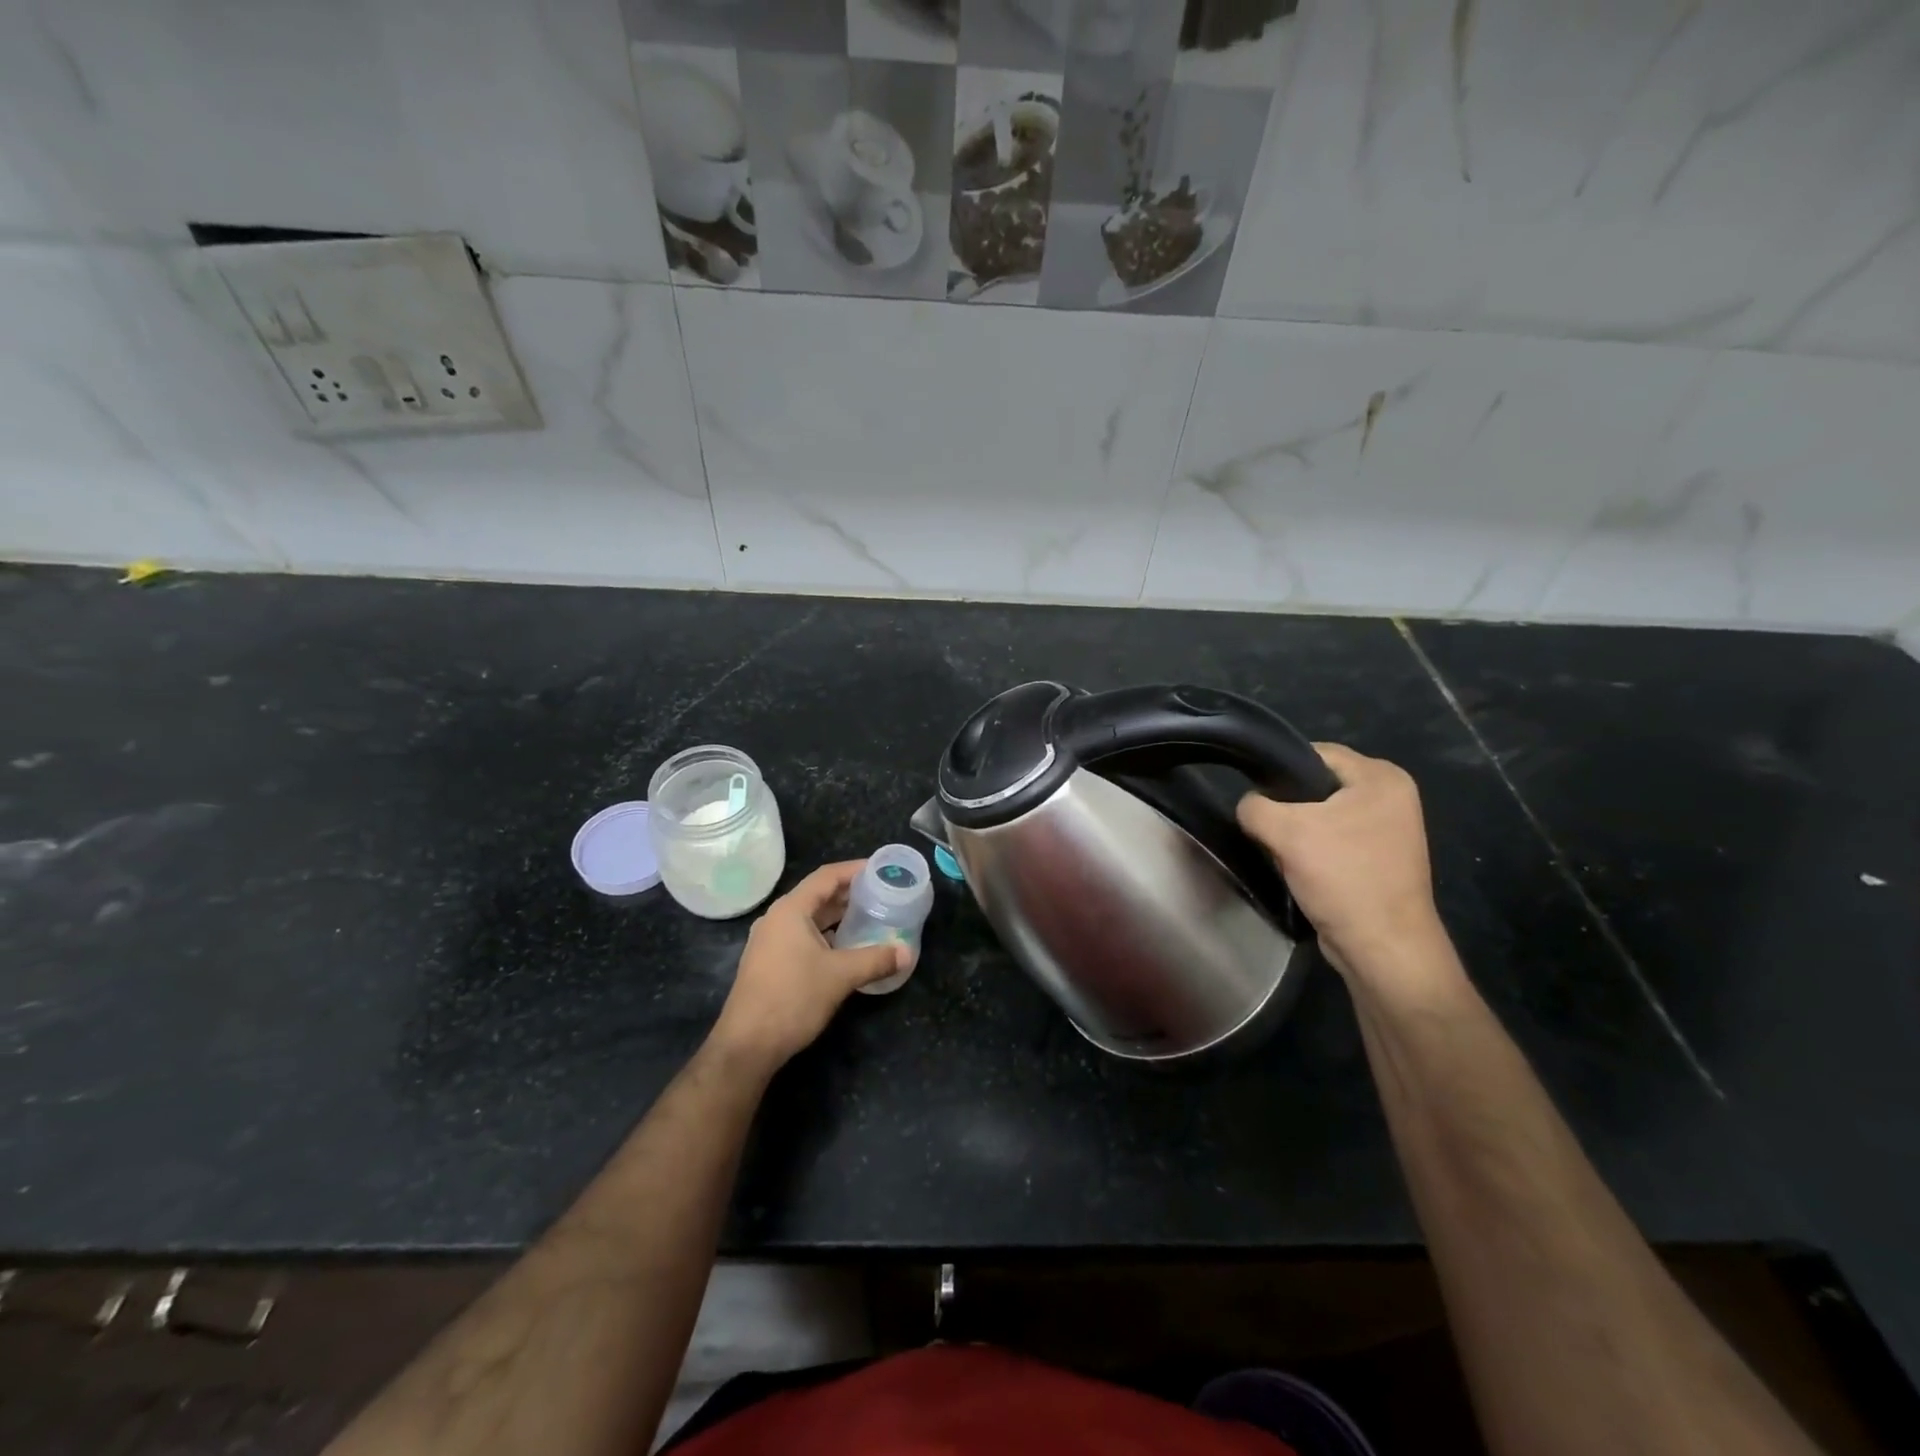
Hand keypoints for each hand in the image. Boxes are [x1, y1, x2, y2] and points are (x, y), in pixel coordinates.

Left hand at [709, 860, 907, 1072]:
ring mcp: (770, 941)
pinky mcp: (770, 962)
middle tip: (881, 893)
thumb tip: (907, 952)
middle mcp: (777, 918)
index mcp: (790, 910)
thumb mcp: (840, 976)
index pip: (826, 876)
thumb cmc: (793, 999)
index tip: (880, 869)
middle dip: (849, 893)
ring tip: (869, 916)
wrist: (747, 1045)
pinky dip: (825, 934)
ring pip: (809, 917)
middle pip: (817, 895)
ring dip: (838, 915)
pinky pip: (802, 936)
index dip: (854, 870)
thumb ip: (876, 959)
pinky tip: (846, 946)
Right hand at [1237, 744, 1449, 984]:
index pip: (1314, 753)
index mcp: (1382, 777)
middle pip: (1316, 784)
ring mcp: (1388, 829)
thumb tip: (1249, 806)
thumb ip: (1255, 807)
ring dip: (1296, 831)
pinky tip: (1297, 867)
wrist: (1383, 948)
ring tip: (1280, 850)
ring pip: (1321, 814)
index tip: (1254, 796)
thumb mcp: (1287, 832)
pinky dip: (1312, 849)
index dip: (1278, 770)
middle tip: (1266, 828)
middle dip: (1286, 806)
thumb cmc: (1343, 878)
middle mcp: (1391, 796)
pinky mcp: (1378, 858)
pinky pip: (1332, 839)